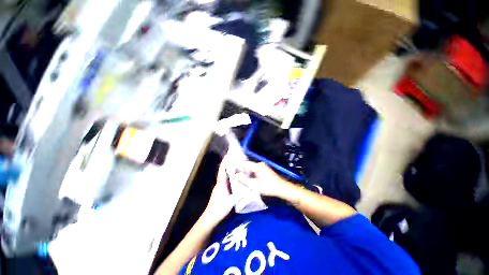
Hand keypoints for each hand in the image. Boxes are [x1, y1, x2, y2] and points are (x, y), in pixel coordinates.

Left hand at [203, 155, 240, 223]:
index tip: (228, 155)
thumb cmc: (219, 209)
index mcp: (221, 184)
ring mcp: (219, 187)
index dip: (225, 162)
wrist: (210, 218)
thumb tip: (248, 188)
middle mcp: (219, 183)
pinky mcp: (220, 190)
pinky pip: (225, 180)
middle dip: (227, 163)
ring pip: (224, 175)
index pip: (222, 170)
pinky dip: (228, 175)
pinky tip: (233, 176)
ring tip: (234, 164)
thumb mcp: (231, 202)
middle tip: (233, 157)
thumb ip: (239, 195)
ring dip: (228, 169)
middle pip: (223, 171)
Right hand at [237, 162, 288, 197]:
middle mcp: (260, 164)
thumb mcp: (255, 185)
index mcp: (257, 166)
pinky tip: (250, 178)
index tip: (232, 166)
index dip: (238, 164)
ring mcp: (263, 167)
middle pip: (249, 166)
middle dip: (242, 169)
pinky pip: (256, 170)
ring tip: (241, 177)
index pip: (245, 163)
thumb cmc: (268, 186)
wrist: (281, 188)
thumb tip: (236, 175)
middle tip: (236, 173)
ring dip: (247, 172)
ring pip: (252, 168)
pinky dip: (252, 173)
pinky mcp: (265, 170)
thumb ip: (245, 180)